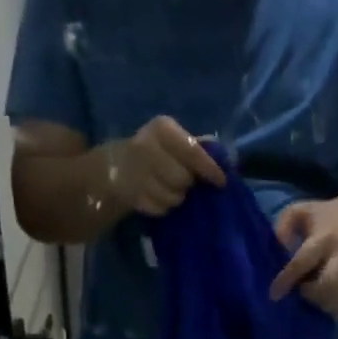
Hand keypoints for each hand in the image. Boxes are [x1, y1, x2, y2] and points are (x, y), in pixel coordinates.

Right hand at [108, 115, 227, 216]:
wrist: (114, 167)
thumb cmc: (155, 151)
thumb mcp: (173, 140)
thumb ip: (197, 147)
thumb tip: (222, 157)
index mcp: (162, 129)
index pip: (192, 152)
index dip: (209, 169)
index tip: (221, 182)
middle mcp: (146, 147)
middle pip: (183, 179)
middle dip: (188, 184)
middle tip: (185, 183)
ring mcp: (136, 173)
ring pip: (173, 197)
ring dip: (177, 198)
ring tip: (170, 189)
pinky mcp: (131, 196)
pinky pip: (160, 209)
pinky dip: (163, 207)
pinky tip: (157, 197)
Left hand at [270, 193, 337, 318]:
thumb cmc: (331, 215)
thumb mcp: (304, 209)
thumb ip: (285, 223)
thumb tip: (280, 246)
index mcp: (325, 236)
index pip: (304, 260)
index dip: (288, 279)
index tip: (275, 294)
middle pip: (331, 283)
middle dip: (313, 294)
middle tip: (304, 291)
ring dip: (329, 304)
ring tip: (319, 301)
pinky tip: (336, 307)